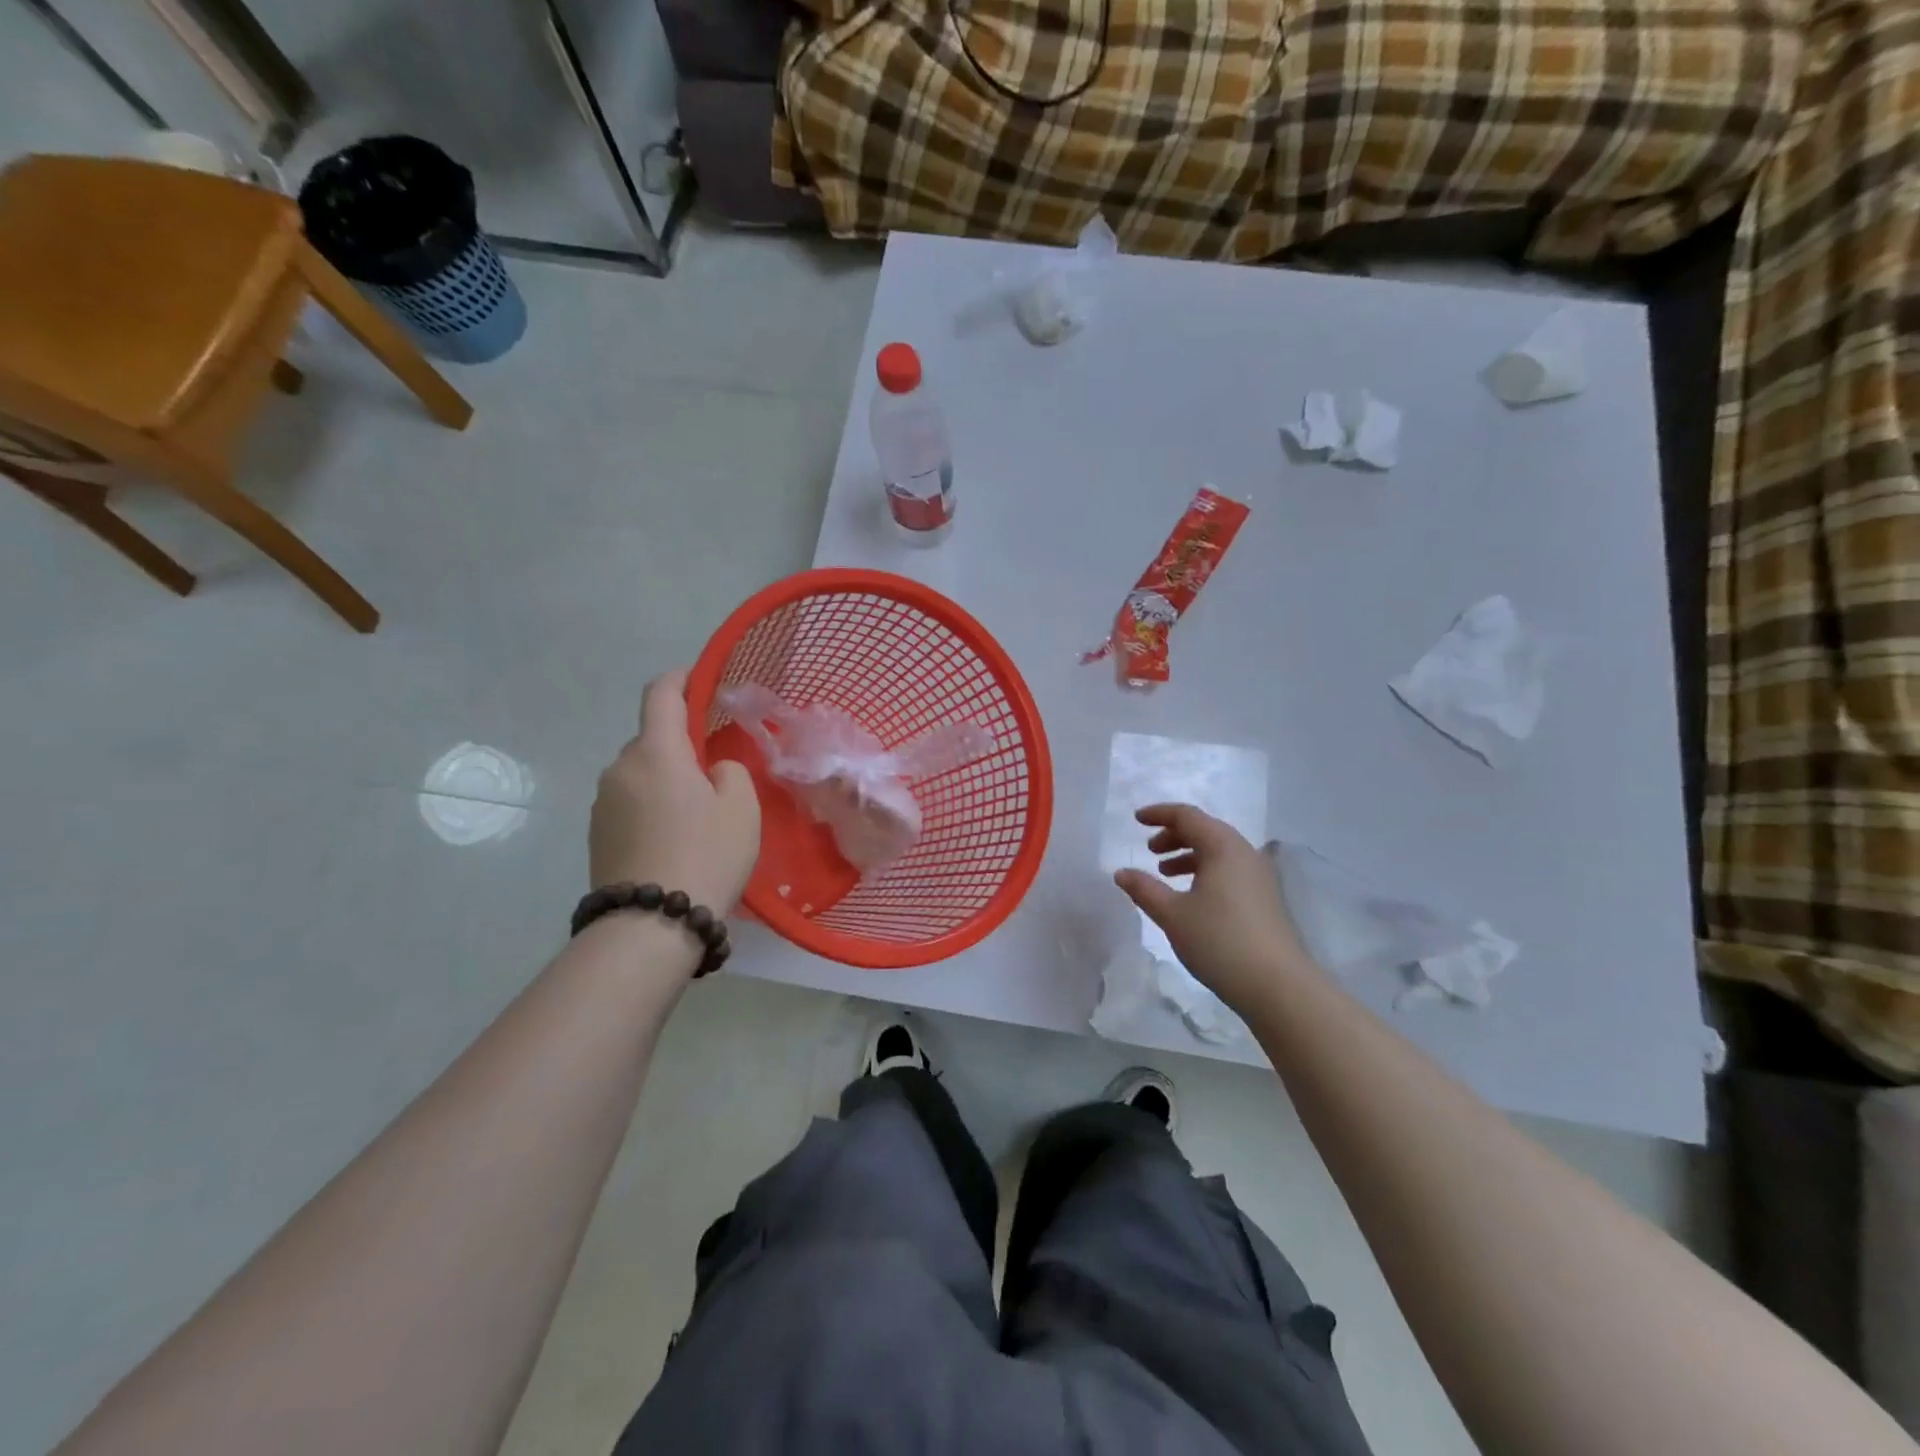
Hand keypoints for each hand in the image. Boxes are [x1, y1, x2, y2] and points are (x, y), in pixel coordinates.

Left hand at [590, 670, 760, 912]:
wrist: (650, 925)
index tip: (697, 677)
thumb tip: (711, 770)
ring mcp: (602, 803)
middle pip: (652, 740)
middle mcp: (620, 768)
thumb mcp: (741, 808)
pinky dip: (651, 807)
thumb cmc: (705, 855)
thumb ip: (730, 772)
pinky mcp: (595, 834)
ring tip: (695, 814)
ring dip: (665, 780)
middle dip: (680, 745)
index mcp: (657, 752)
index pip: (660, 695)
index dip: (679, 679)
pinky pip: (629, 803)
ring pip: (640, 774)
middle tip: (714, 771)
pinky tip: (673, 839)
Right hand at [1113, 803, 1321, 1012]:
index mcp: (1222, 847)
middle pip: (1205, 830)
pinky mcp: (1264, 898)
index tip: (1137, 819)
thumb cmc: (1219, 941)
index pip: (1188, 816)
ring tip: (1165, 873)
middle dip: (1174, 835)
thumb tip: (1121, 873)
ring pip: (1218, 851)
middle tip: (1150, 850)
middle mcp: (1244, 853)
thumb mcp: (1172, 914)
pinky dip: (1205, 871)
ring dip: (1188, 854)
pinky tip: (1191, 896)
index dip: (1160, 814)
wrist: (1277, 986)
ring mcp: (1258, 876)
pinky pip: (1229, 869)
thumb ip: (1144, 889)